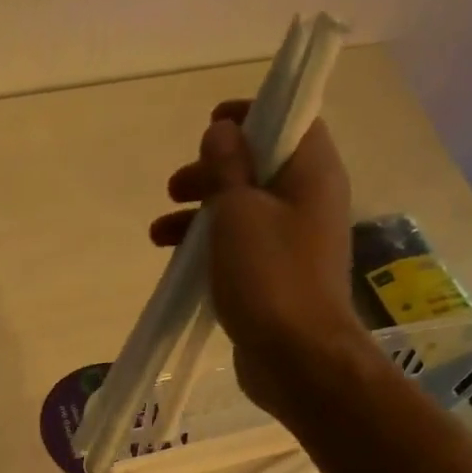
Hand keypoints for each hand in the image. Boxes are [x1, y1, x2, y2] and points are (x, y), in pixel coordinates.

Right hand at [150, 103, 358, 416]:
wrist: (296, 357)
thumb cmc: (269, 276)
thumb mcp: (238, 212)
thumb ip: (227, 167)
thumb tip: (223, 131)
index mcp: (311, 174)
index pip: (290, 121)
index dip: (252, 115)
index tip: (210, 123)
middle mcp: (308, 201)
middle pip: (258, 167)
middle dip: (212, 172)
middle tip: (175, 186)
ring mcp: (293, 242)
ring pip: (242, 210)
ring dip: (199, 214)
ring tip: (159, 232)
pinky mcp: (276, 277)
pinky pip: (239, 247)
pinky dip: (208, 246)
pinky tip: (175, 262)